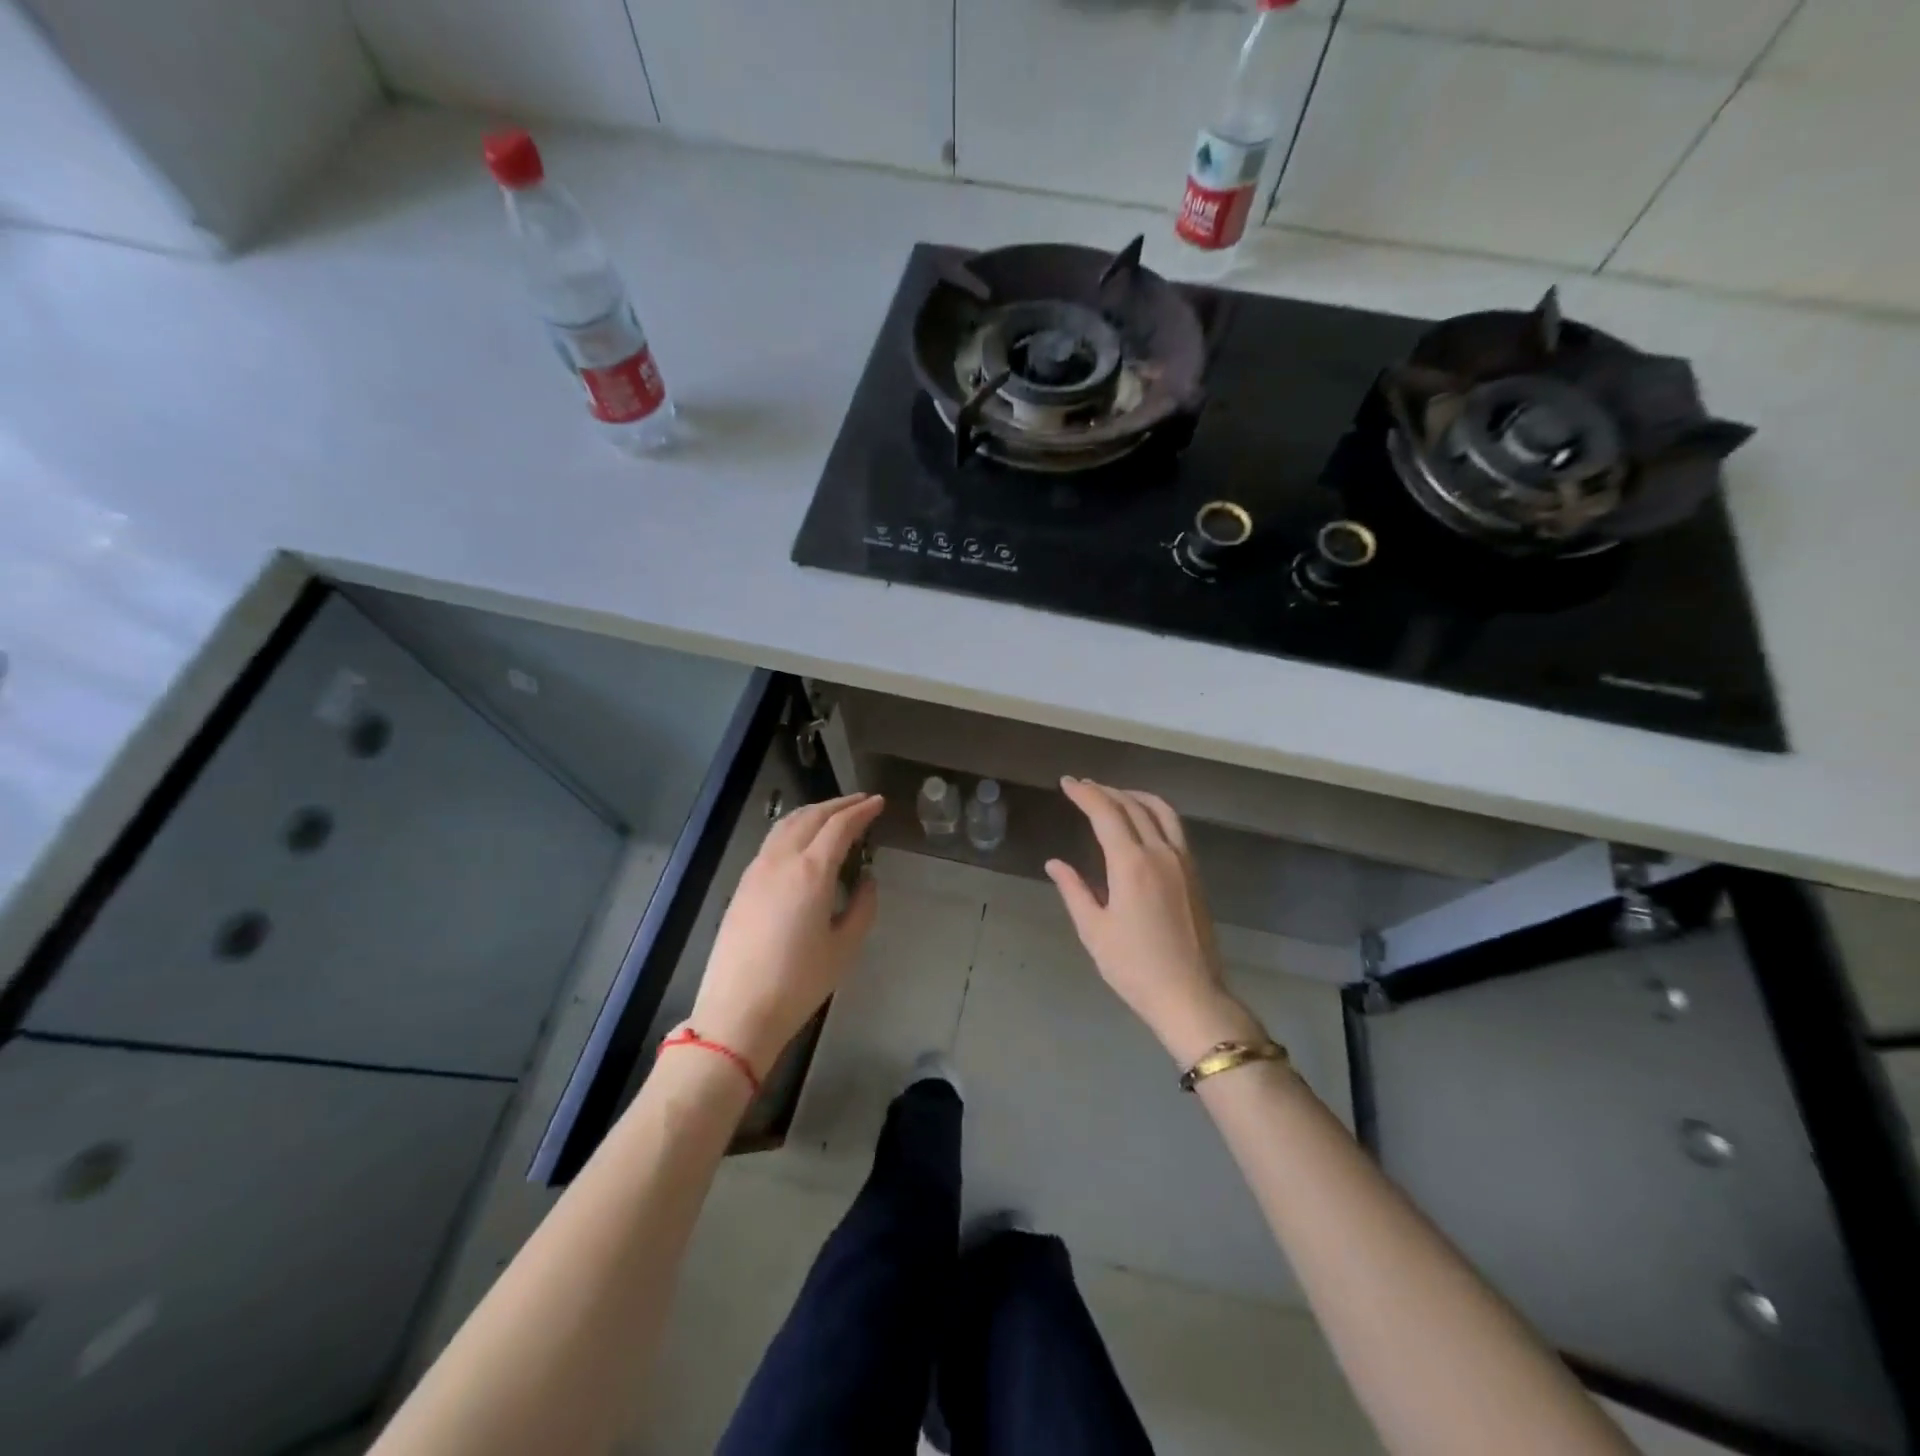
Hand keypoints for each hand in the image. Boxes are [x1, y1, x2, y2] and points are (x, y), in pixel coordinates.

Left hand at [686, 792, 883, 1077]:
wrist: (738, 1010)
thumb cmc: (799, 982)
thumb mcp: (844, 947)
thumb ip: (862, 906)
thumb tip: (867, 879)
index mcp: (811, 871)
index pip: (840, 826)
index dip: (862, 810)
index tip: (879, 802)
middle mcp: (782, 860)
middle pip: (811, 816)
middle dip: (839, 804)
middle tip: (861, 801)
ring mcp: (757, 870)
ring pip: (787, 824)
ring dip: (814, 812)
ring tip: (834, 813)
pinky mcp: (743, 885)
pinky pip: (772, 841)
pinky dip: (794, 828)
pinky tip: (803, 840)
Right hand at [1046, 779, 1264, 1065]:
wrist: (1190, 995)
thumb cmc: (1134, 967)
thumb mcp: (1094, 931)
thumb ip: (1074, 890)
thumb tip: (1055, 863)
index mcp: (1131, 864)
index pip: (1106, 813)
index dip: (1085, 794)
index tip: (1067, 783)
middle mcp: (1160, 853)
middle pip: (1132, 806)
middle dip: (1105, 790)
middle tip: (1082, 785)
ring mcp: (1183, 861)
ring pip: (1160, 811)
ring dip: (1134, 795)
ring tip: (1113, 794)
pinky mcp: (1194, 874)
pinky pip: (1174, 827)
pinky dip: (1154, 811)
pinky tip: (1142, 821)